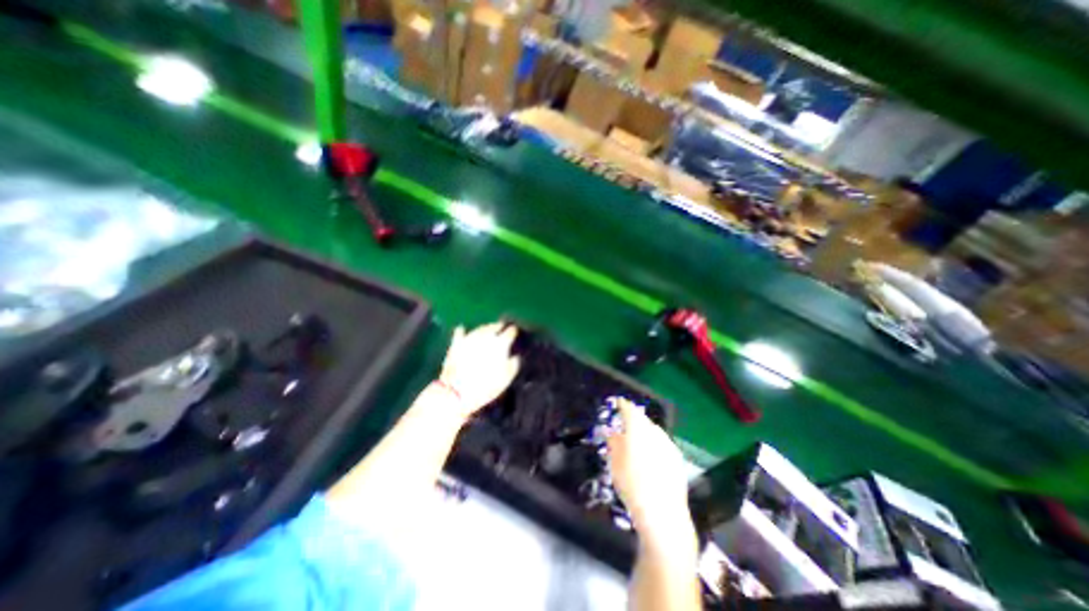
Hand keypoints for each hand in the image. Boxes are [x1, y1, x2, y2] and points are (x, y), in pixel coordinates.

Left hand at [437, 321, 518, 417]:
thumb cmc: (486, 387)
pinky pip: (460, 332)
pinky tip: (463, 330)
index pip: (511, 331)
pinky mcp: (456, 343)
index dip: (514, 332)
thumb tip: (516, 356)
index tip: (515, 333)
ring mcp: (470, 338)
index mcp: (501, 343)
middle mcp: (486, 336)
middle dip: (500, 327)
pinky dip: (463, 332)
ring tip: (488, 331)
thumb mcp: (506, 379)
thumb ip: (514, 364)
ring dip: (486, 329)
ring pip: (480, 328)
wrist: (457, 392)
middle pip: (495, 326)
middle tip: (502, 330)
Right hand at [608, 396, 692, 552]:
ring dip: (645, 429)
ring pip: (654, 430)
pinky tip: (650, 452)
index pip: (629, 410)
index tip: (618, 402)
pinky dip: (654, 441)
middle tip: (626, 420)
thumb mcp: (615, 463)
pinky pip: (662, 442)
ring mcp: (668, 444)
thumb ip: (613, 443)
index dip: (623, 405)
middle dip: (634, 417)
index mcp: (638, 430)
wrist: (662, 513)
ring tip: (637, 436)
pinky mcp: (677, 458)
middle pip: (643, 419)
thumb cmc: (632, 485)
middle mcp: (655, 432)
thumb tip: (612, 432)